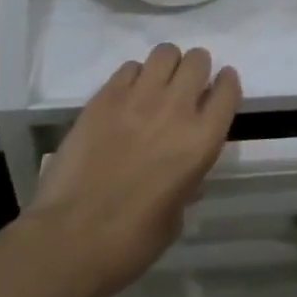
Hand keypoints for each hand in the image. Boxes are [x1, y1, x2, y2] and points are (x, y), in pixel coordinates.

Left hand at [24, 44, 239, 296]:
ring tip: (156, 86)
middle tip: (184, 88)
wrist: (68, 241)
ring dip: (166, 66)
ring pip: (165, 52)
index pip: (228, 90)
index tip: (218, 89)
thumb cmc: (129, 244)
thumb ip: (186, 184)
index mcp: (201, 141)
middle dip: (195, 70)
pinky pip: (129, 67)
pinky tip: (125, 98)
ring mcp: (139, 98)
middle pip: (198, 60)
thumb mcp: (174, 219)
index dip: (225, 85)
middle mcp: (176, 109)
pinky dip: (133, 77)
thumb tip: (185, 175)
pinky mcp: (105, 97)